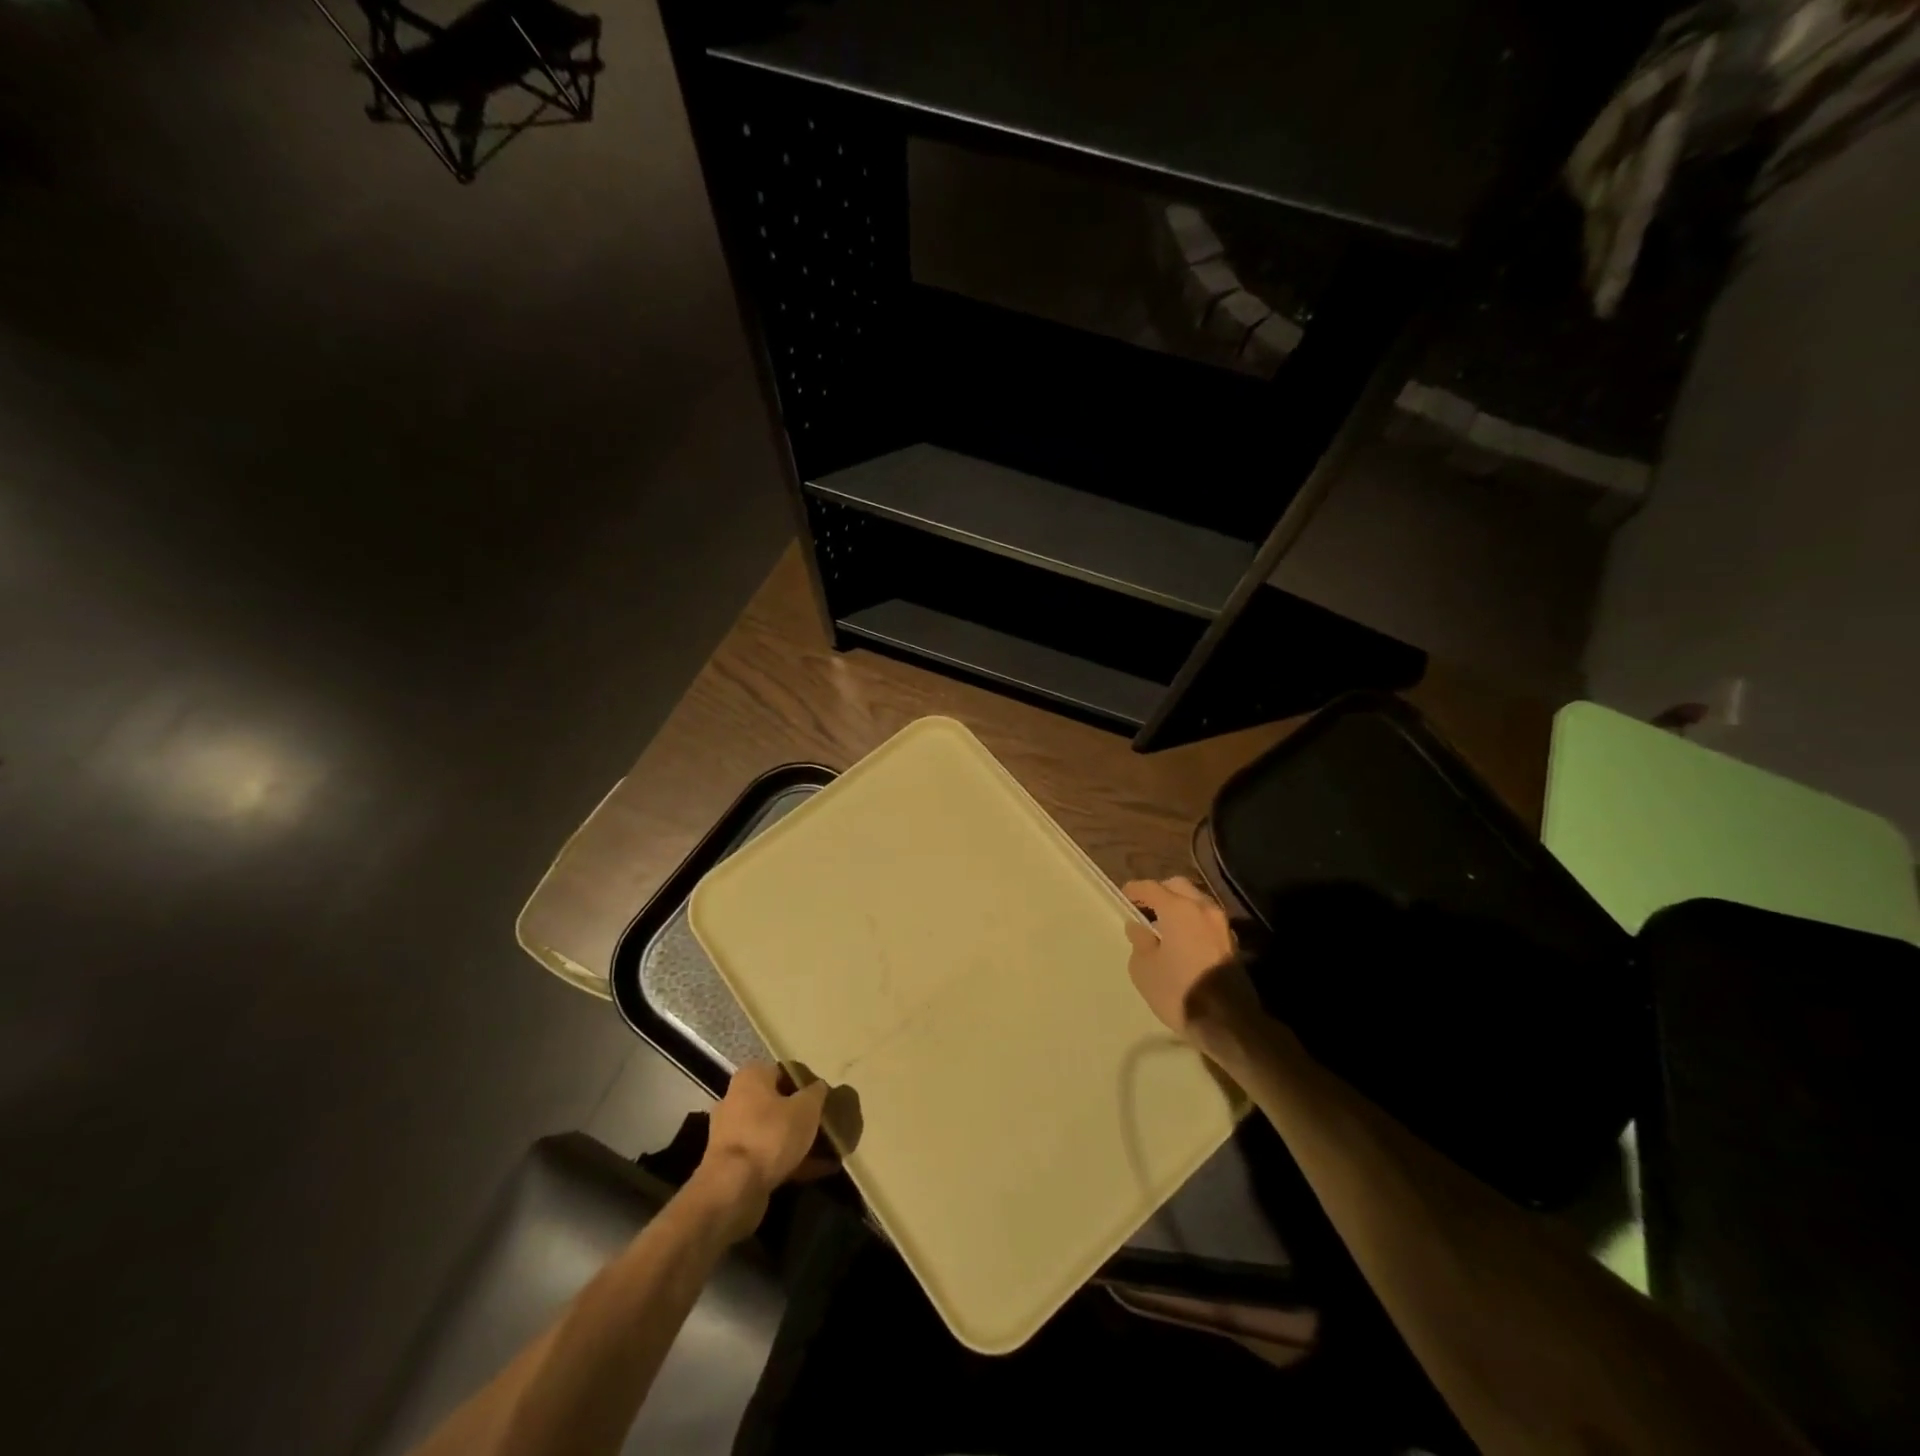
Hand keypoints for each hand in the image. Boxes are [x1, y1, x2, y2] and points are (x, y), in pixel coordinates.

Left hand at [691, 1063, 831, 1241]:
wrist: (733, 1189)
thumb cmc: (770, 1135)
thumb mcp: (806, 1108)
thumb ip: (816, 1093)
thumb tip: (819, 1087)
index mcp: (751, 1077)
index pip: (785, 1071)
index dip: (808, 1083)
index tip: (827, 1097)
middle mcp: (737, 1100)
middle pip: (779, 1103)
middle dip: (804, 1114)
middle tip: (828, 1122)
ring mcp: (735, 1134)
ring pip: (775, 1131)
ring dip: (800, 1139)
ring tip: (831, 1149)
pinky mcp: (736, 1164)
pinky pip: (770, 1156)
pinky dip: (793, 1161)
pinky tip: (821, 1169)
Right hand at [1122, 877, 1264, 1058]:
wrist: (1227, 1022)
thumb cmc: (1178, 991)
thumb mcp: (1144, 969)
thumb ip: (1139, 942)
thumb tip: (1138, 927)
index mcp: (1179, 909)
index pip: (1151, 887)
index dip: (1134, 890)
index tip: (1124, 896)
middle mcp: (1203, 908)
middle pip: (1178, 887)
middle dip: (1160, 892)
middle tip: (1145, 907)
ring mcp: (1221, 924)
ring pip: (1196, 902)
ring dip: (1179, 906)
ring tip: (1163, 924)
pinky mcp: (1231, 942)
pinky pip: (1206, 920)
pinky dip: (1192, 921)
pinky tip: (1182, 939)